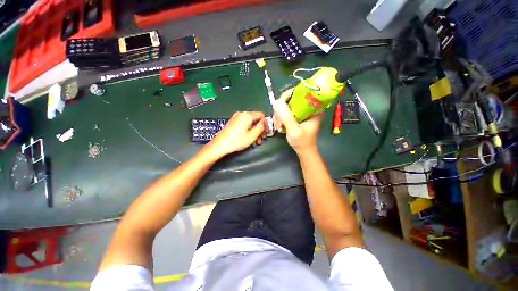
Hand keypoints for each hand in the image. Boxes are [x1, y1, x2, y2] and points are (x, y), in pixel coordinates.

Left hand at [206, 111, 266, 157]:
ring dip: (255, 130)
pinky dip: (249, 129)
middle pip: (256, 118)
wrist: (220, 145)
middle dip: (260, 128)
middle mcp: (241, 114)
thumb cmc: (237, 141)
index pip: (261, 115)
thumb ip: (261, 127)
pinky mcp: (233, 122)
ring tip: (255, 140)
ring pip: (250, 122)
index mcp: (247, 115)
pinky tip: (248, 138)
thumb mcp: (252, 135)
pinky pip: (244, 123)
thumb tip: (265, 122)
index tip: (266, 132)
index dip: (266, 123)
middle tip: (261, 138)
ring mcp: (236, 117)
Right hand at [273, 88, 323, 154]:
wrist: (304, 151)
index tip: (279, 107)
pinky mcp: (298, 115)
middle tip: (277, 121)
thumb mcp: (294, 130)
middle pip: (291, 98)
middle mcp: (309, 106)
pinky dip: (281, 117)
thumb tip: (276, 102)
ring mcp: (302, 110)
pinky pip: (286, 111)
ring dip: (279, 114)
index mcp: (314, 107)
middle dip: (281, 109)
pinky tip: (279, 125)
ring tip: (278, 126)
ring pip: (287, 105)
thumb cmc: (302, 142)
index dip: (286, 96)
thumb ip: (286, 116)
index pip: (299, 92)